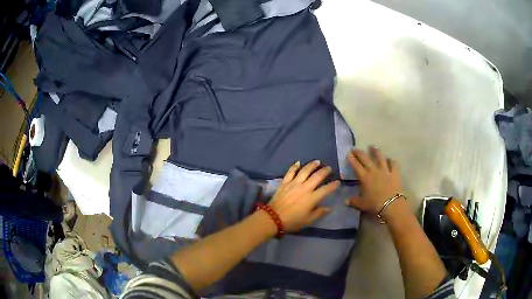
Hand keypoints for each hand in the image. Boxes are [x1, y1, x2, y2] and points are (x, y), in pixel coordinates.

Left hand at [268, 160, 339, 231]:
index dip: (333, 185)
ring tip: (317, 162)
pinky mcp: (285, 182)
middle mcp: (305, 188)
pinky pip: (290, 172)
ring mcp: (294, 183)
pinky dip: (295, 166)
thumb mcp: (308, 220)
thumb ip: (319, 213)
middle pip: (317, 176)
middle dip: (324, 171)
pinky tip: (298, 162)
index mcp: (312, 198)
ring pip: (305, 170)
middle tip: (329, 168)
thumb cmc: (293, 221)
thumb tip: (329, 208)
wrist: (273, 218)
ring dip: (312, 165)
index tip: (337, 182)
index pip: (326, 189)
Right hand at [346, 147, 403, 214]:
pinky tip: (390, 160)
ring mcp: (385, 170)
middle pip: (366, 158)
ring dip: (376, 151)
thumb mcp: (362, 204)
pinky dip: (391, 161)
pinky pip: (393, 164)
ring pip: (380, 157)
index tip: (349, 154)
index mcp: (365, 177)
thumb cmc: (375, 204)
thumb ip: (353, 201)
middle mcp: (374, 170)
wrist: (391, 204)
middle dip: (359, 153)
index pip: (356, 165)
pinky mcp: (394, 173)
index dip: (352, 159)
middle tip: (355, 149)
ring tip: (373, 147)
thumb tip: (345, 201)